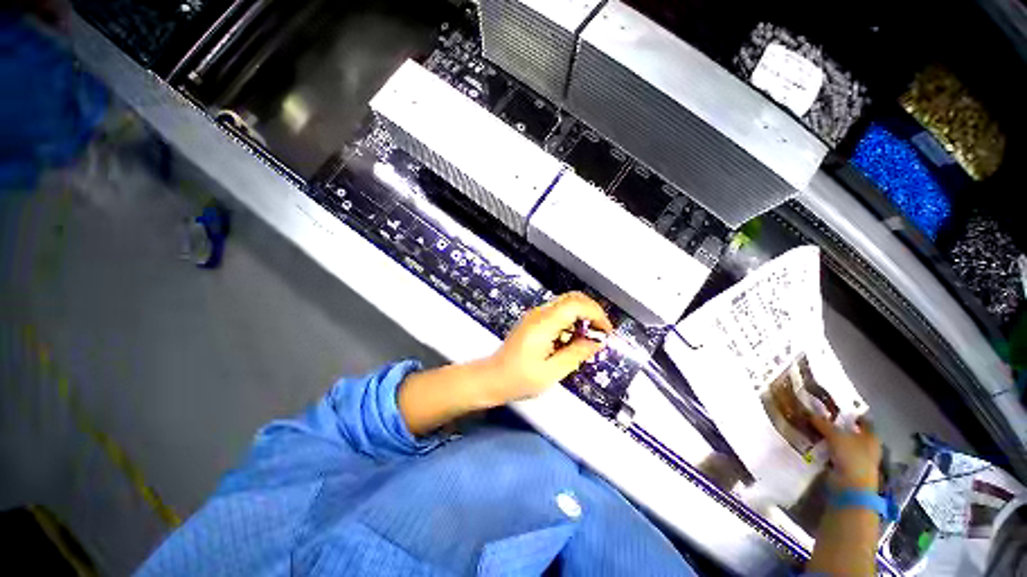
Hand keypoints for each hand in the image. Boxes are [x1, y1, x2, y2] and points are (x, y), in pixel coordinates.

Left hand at [480, 292, 612, 405]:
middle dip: (592, 311)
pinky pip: (558, 313)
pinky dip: (571, 321)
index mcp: (544, 323)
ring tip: (589, 338)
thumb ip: (576, 354)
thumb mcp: (551, 372)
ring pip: (566, 303)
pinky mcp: (534, 321)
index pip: (576, 304)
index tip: (606, 332)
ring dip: (582, 316)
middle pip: (572, 298)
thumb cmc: (519, 379)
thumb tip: (597, 342)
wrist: (492, 377)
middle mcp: (540, 313)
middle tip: (601, 332)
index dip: (596, 314)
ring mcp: (535, 315)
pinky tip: (573, 339)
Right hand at [812, 415, 882, 491]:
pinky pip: (836, 453)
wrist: (851, 486)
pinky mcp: (847, 467)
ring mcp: (858, 458)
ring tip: (813, 429)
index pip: (862, 420)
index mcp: (871, 435)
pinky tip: (815, 444)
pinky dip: (827, 449)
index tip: (834, 407)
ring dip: (830, 438)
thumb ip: (823, 423)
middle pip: (851, 431)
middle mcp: (867, 445)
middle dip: (836, 426)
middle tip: (819, 417)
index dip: (849, 413)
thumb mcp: (835, 435)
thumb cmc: (851, 456)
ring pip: (842, 443)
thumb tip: (809, 412)